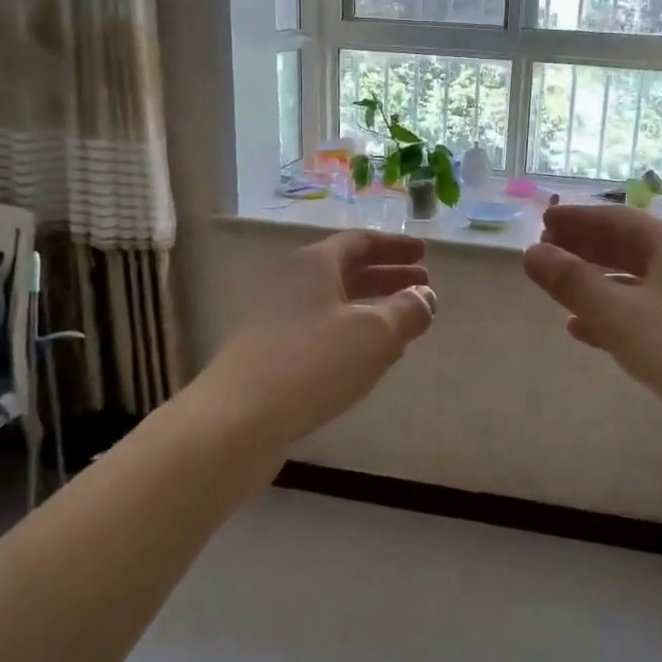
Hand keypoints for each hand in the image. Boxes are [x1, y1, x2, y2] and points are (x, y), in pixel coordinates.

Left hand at [197, 231, 436, 458]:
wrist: (237, 419)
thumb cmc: (313, 364)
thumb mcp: (375, 334)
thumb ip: (407, 311)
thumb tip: (425, 296)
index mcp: (313, 264)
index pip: (360, 242)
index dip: (395, 246)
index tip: (423, 252)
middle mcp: (290, 282)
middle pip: (345, 270)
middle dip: (386, 276)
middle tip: (421, 285)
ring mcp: (274, 319)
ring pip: (332, 303)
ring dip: (370, 307)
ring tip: (401, 323)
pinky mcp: (268, 353)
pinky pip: (318, 330)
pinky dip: (348, 333)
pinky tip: (364, 358)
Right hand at [522, 206, 661, 430]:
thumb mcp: (618, 313)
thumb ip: (572, 281)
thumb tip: (531, 253)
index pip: (616, 219)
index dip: (576, 219)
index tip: (544, 222)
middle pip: (628, 245)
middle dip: (586, 247)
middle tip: (547, 250)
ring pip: (638, 280)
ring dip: (598, 281)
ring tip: (561, 288)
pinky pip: (649, 311)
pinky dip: (617, 314)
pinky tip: (588, 330)